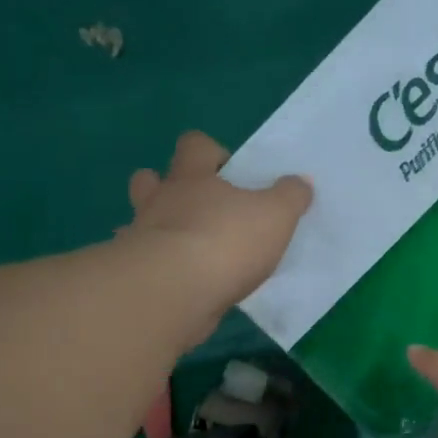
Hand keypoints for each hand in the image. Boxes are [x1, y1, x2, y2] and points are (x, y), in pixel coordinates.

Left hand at [124, 132, 311, 344]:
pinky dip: (152, 268)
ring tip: (182, 247)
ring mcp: (142, 236)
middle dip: (167, 186)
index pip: (195, 145)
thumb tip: (301, 182)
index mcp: (193, 176)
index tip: (229, 173)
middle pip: (151, 178)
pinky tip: (170, 281)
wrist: (175, 291)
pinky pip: (141, 263)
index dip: (211, 153)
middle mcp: (161, 200)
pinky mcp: (137, 273)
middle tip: (196, 208)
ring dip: (156, 227)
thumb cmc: (226, 241)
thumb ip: (290, 196)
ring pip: (140, 221)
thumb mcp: (275, 215)